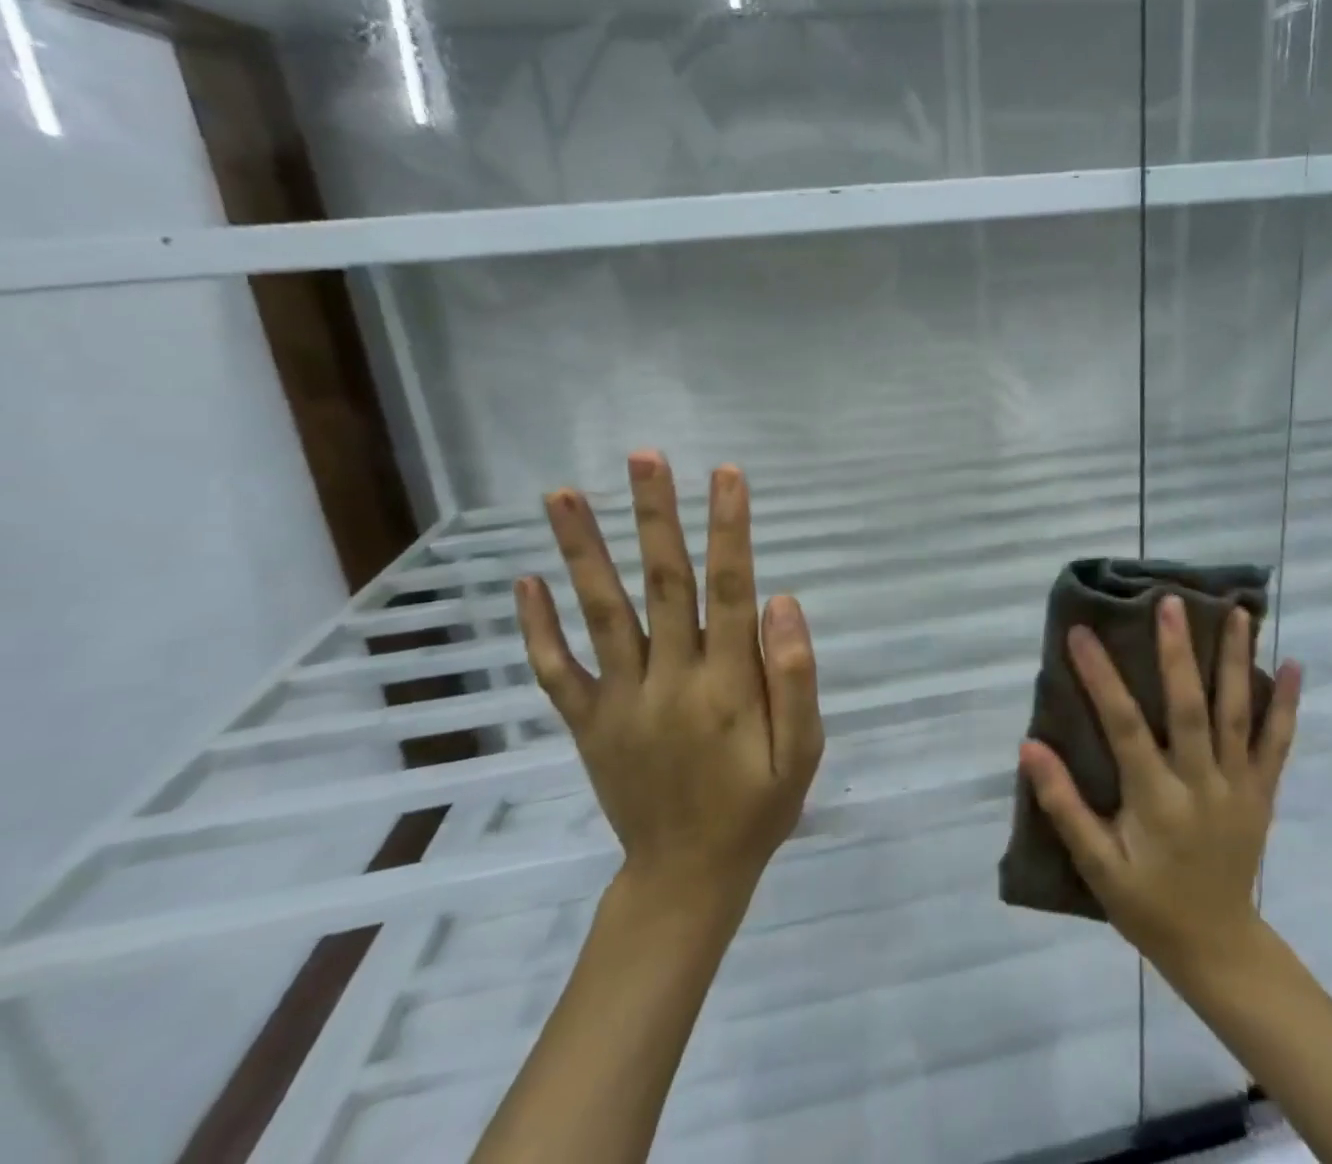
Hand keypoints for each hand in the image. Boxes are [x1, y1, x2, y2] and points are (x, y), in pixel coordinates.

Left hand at [514, 453, 823, 914]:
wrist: (683, 880)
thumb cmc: (756, 808)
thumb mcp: (802, 753)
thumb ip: (796, 678)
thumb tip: (783, 602)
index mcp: (727, 685)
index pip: (730, 589)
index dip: (729, 528)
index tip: (726, 473)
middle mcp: (669, 680)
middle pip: (662, 583)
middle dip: (655, 515)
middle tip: (643, 456)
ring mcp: (620, 701)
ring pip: (601, 613)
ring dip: (582, 550)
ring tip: (561, 494)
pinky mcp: (588, 723)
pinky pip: (557, 670)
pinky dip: (538, 627)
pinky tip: (525, 582)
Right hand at [1019, 596, 1301, 976]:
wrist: (1218, 946)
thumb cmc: (1147, 904)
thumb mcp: (1096, 866)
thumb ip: (1064, 805)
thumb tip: (1029, 747)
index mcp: (1156, 801)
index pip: (1124, 727)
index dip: (1101, 677)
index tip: (1081, 632)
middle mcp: (1201, 784)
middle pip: (1190, 709)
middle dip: (1178, 652)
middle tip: (1170, 602)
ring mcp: (1238, 786)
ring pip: (1238, 714)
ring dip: (1235, 660)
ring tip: (1236, 612)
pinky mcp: (1262, 792)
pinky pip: (1278, 743)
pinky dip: (1286, 703)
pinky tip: (1292, 665)